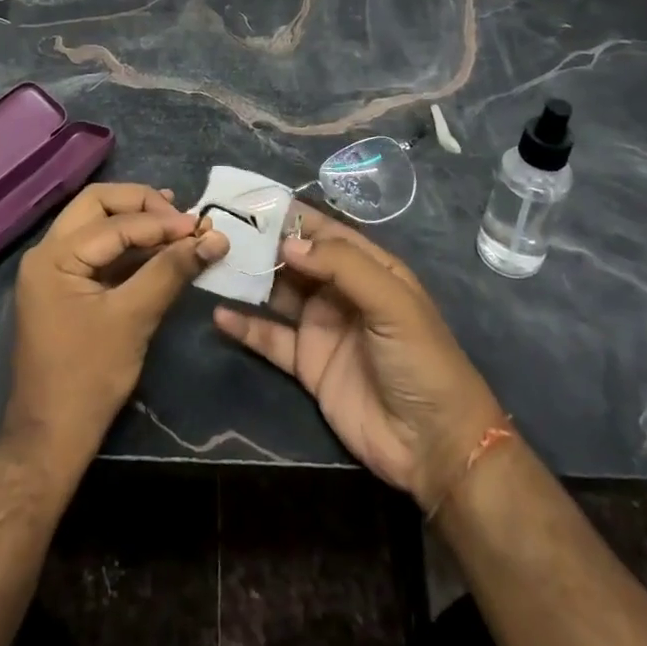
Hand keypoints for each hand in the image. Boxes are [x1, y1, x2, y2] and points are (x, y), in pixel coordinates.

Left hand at [4, 183, 229, 464]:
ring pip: (98, 224)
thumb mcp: (133, 319)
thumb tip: (214, 238)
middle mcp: (47, 252)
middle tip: (182, 217)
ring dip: (138, 222)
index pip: (114, 221)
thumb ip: (170, 271)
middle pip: (98, 205)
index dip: (161, 221)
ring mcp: (55, 269)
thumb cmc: (88, 378)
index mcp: (54, 256)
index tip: (203, 226)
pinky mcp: (67, 287)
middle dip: (143, 205)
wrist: (51, 438)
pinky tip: (161, 249)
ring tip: (179, 226)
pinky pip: (100, 251)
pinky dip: (131, 246)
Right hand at [213, 206, 504, 510]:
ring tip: (212, 263)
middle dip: (261, 243)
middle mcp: (341, 291)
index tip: (250, 200)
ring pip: (277, 293)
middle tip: (219, 228)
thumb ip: (342, 266)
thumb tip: (288, 243)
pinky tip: (219, 314)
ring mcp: (322, 327)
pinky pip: (271, 339)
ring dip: (249, 279)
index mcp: (368, 267)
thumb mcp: (391, 302)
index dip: (290, 215)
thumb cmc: (421, 360)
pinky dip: (246, 327)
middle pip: (295, 259)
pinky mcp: (307, 364)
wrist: (434, 446)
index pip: (323, 231)